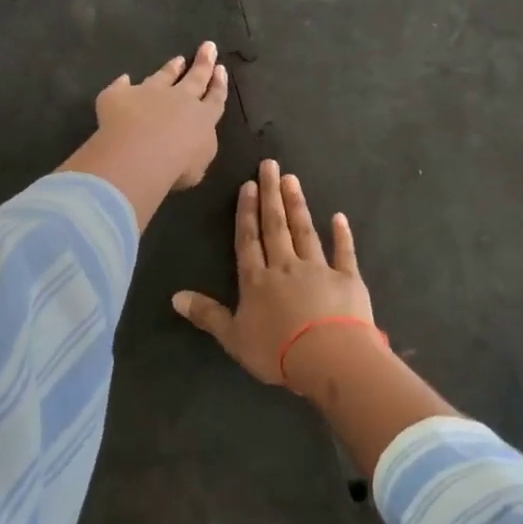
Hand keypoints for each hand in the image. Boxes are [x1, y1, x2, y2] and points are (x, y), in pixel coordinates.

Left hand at [93, 41, 228, 191]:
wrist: (140, 154)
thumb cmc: (176, 167)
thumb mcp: (197, 167)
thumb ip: (197, 152)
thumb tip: (192, 145)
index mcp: (202, 119)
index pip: (214, 99)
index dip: (218, 84)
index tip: (221, 69)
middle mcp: (178, 99)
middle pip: (194, 78)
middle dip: (203, 63)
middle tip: (208, 47)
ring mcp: (148, 93)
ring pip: (162, 76)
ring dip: (171, 68)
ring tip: (177, 60)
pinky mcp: (120, 96)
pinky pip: (121, 87)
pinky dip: (122, 84)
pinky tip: (123, 79)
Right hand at [172, 158, 374, 387]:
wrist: (330, 358)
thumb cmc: (277, 351)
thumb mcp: (233, 338)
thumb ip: (207, 315)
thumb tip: (174, 297)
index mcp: (256, 281)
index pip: (248, 240)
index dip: (247, 212)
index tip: (248, 185)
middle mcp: (285, 267)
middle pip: (275, 226)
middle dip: (271, 195)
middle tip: (270, 165)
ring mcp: (318, 269)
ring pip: (305, 231)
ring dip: (297, 205)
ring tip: (292, 180)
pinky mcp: (348, 279)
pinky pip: (344, 252)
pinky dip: (342, 234)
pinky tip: (339, 216)